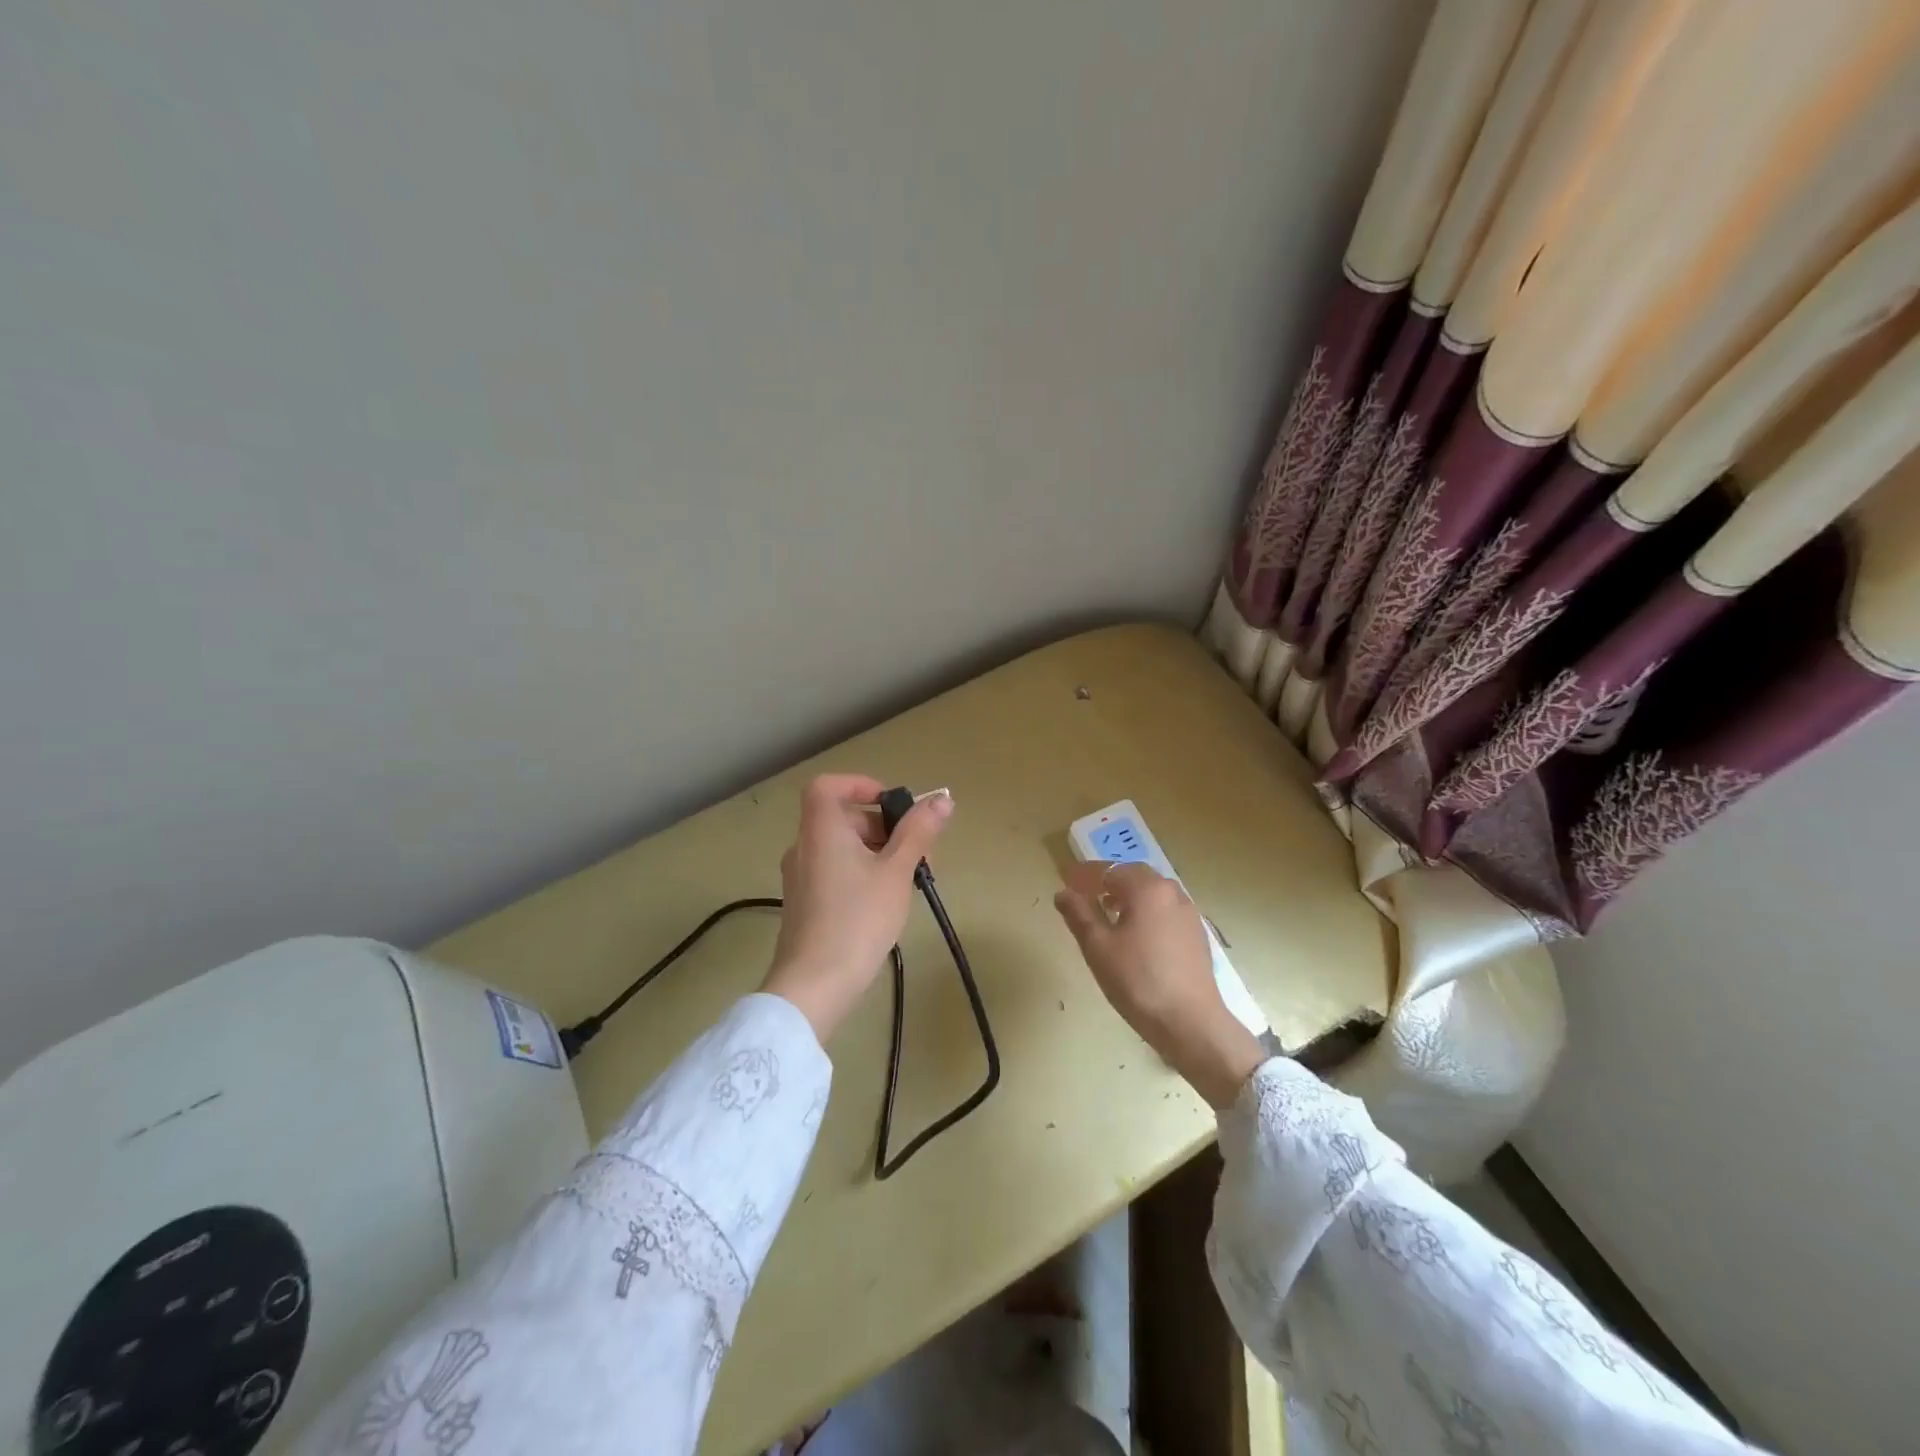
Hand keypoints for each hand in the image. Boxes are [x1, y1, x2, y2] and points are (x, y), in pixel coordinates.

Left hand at [761, 774, 952, 1042]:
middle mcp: (805, 847)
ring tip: (908, 881)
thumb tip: (941, 799)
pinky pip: (835, 871)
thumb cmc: (858, 919)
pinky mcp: (805, 904)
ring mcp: (801, 877)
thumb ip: (919, 833)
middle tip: (918, 853)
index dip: (860, 785)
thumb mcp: (897, 872)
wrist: (815, 985)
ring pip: (842, 848)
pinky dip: (862, 873)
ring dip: (878, 853)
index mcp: (821, 830)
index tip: (892, 805)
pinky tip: (886, 902)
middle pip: (843, 818)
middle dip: (884, 827)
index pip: (828, 786)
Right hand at [1053, 861, 1266, 1108]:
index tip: (1065, 880)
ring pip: (1152, 892)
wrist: (1190, 1023)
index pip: (1109, 870)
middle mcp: (1171, 892)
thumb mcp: (1098, 948)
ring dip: (1128, 895)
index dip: (1084, 875)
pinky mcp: (1196, 934)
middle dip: (1108, 881)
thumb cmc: (1138, 982)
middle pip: (1134, 875)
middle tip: (1085, 894)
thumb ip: (1079, 915)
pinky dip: (1146, 911)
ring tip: (1108, 914)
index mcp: (1147, 889)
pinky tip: (1136, 934)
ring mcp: (1189, 912)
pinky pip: (1165, 910)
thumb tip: (1063, 893)